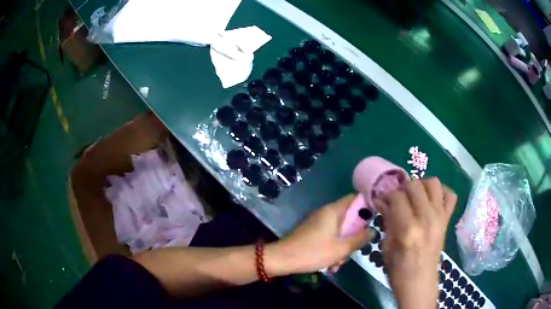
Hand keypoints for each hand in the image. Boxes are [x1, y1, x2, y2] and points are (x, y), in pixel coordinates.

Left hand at [266, 195, 373, 275]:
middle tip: (353, 250)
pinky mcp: (313, 232)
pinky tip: (330, 264)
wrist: (282, 259)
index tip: (376, 218)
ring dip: (343, 247)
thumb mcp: (340, 248)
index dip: (368, 205)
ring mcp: (319, 223)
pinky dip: (333, 249)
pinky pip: (330, 237)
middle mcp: (326, 213)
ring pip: (340, 231)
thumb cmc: (313, 252)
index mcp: (333, 211)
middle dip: (354, 236)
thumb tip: (372, 231)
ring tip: (337, 263)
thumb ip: (359, 239)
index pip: (355, 198)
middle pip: (349, 218)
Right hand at [375, 178, 456, 308]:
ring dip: (422, 185)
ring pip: (434, 183)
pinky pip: (450, 195)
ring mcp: (440, 218)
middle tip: (397, 198)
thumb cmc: (398, 271)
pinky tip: (432, 200)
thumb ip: (387, 220)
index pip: (397, 197)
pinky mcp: (447, 220)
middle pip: (415, 185)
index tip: (382, 199)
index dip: (387, 195)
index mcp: (408, 229)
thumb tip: (381, 201)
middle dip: (403, 188)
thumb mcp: (386, 247)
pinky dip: (442, 193)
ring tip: (415, 197)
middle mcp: (427, 219)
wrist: (419, 283)